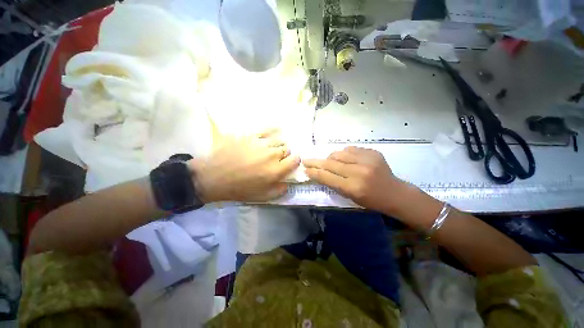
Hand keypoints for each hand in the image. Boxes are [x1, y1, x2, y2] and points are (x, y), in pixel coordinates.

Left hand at [189, 130, 299, 202]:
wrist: (214, 177)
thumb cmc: (239, 189)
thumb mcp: (262, 197)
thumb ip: (279, 190)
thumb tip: (288, 183)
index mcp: (276, 170)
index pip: (295, 159)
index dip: (295, 161)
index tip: (290, 163)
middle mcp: (271, 154)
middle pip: (287, 149)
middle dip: (284, 154)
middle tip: (276, 159)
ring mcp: (260, 143)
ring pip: (277, 139)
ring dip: (276, 145)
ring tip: (268, 149)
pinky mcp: (250, 136)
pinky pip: (265, 130)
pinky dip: (270, 132)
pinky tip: (267, 134)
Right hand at [304, 146, 406, 212]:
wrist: (395, 193)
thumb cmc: (371, 200)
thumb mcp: (350, 197)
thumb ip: (334, 184)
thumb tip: (319, 173)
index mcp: (353, 187)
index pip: (327, 177)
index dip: (314, 172)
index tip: (305, 169)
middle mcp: (359, 172)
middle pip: (331, 163)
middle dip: (316, 162)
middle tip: (307, 160)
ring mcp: (367, 160)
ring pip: (339, 153)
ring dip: (330, 157)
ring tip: (329, 161)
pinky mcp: (373, 153)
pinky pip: (351, 149)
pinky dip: (344, 153)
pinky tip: (345, 158)